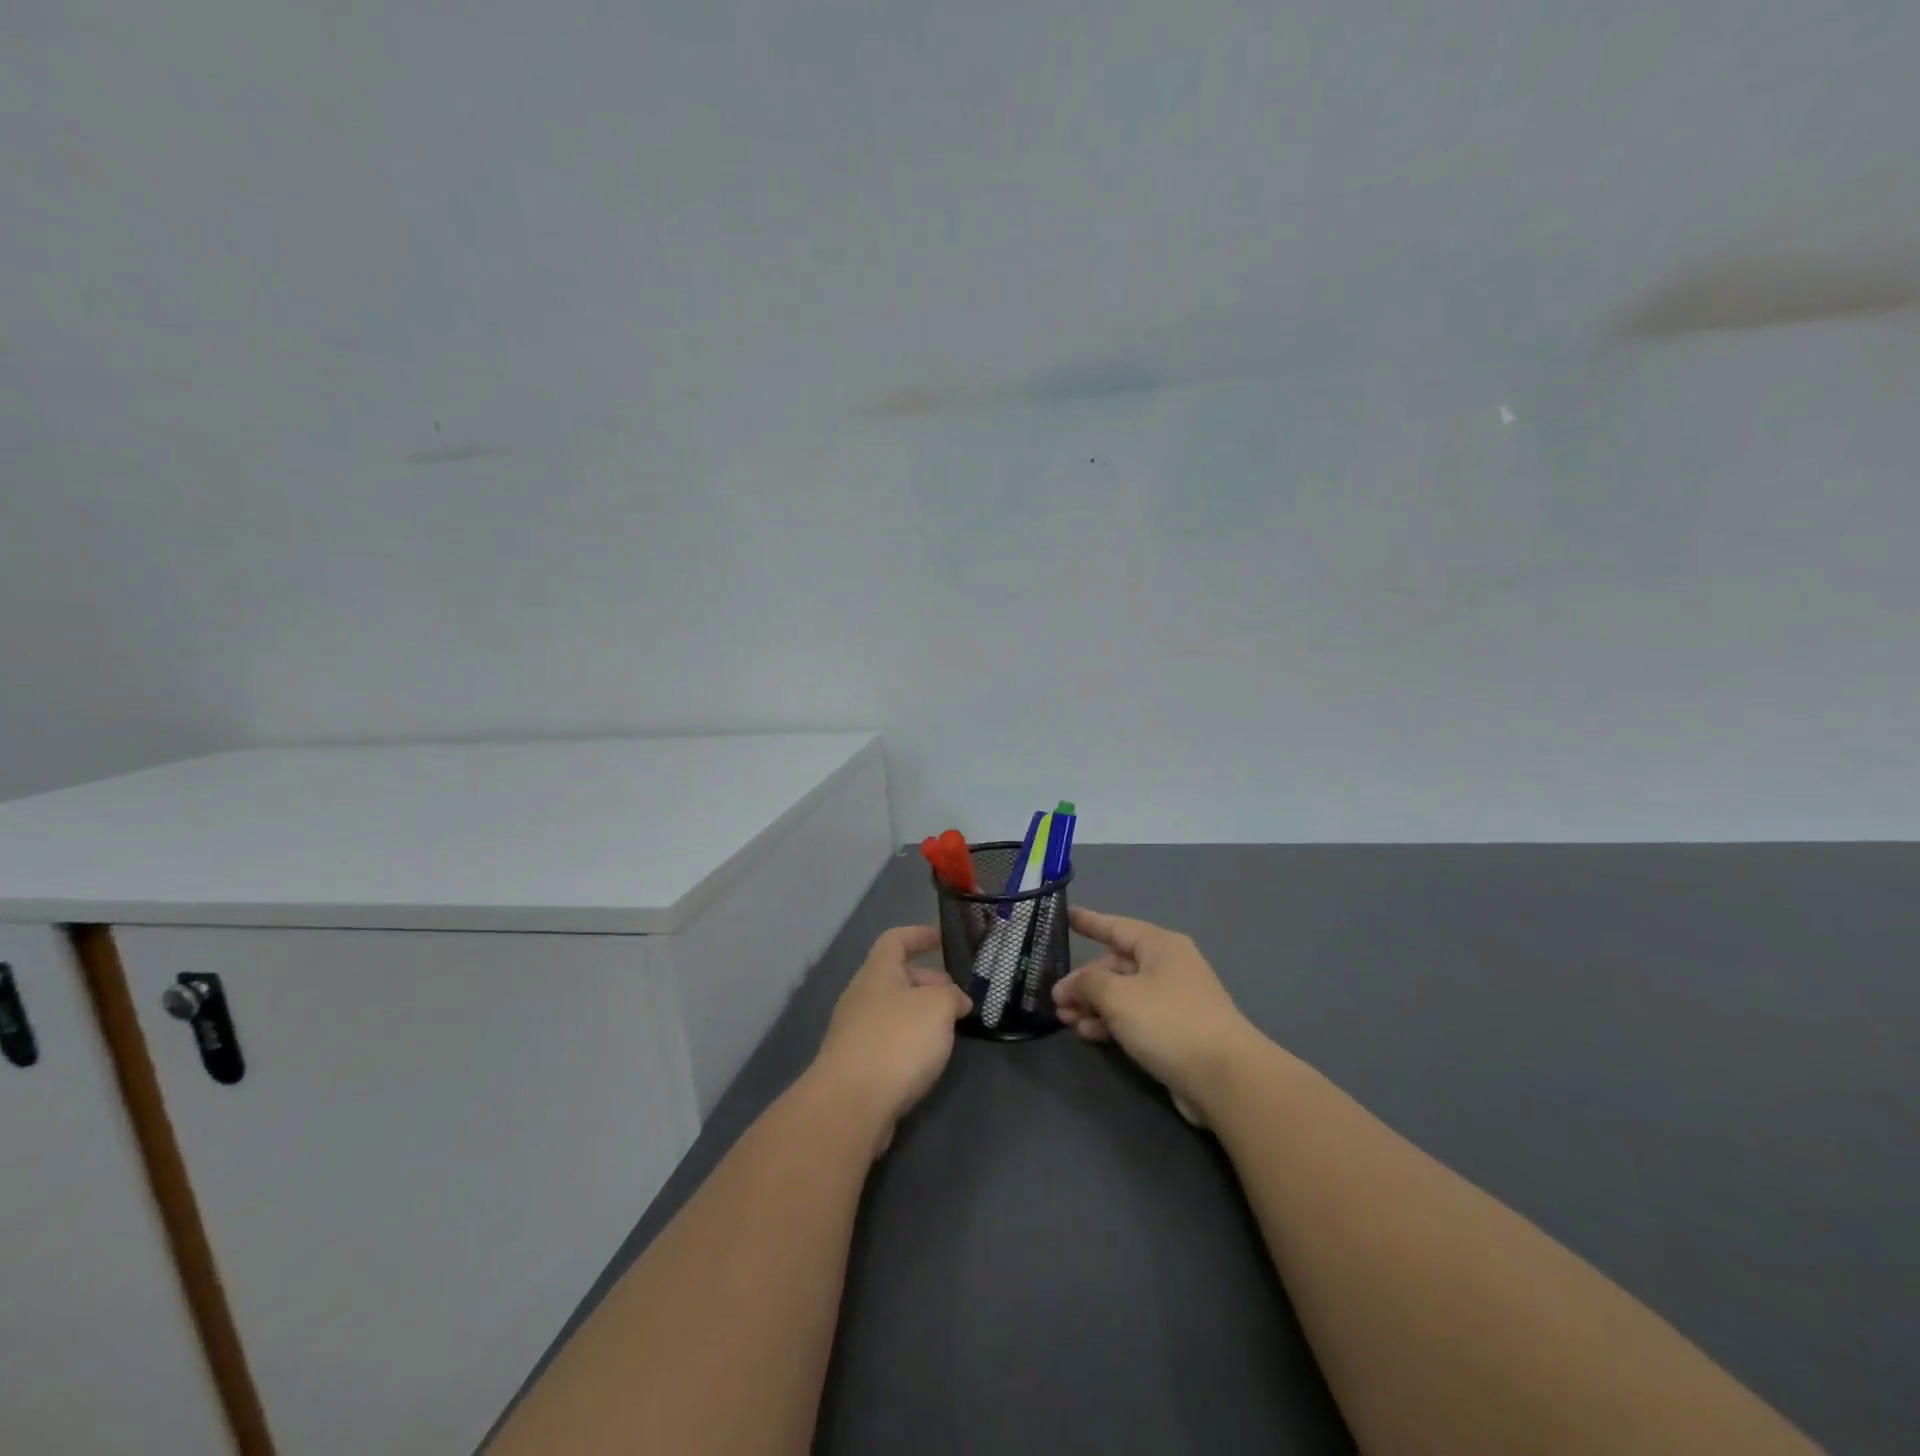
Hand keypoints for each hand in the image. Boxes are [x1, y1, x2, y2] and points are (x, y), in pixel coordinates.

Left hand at [812, 925, 971, 1155]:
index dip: (920, 935)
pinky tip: (926, 1059)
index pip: (896, 939)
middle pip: (895, 976)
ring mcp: (853, 1031)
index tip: (942, 939)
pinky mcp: (854, 1064)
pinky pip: (886, 1039)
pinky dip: (908, 1041)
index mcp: (877, 971)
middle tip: (956, 996)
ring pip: (892, 1010)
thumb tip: (956, 1000)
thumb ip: (952, 995)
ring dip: (920, 1013)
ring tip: (948, 1029)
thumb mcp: (938, 1007)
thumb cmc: (897, 1041)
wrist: (850, 1103)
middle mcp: (861, 995)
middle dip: (927, 981)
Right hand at [1053, 906, 1264, 1125]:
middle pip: (1117, 965)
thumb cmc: (1168, 1021)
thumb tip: (1070, 985)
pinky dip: (1111, 1022)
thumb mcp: (1117, 996)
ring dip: (1093, 1005)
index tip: (1064, 916)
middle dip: (1084, 980)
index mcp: (1159, 945)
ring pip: (1123, 994)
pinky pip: (1134, 1018)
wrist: (1225, 1078)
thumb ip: (1087, 983)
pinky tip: (1088, 1034)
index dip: (1088, 921)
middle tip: (1055, 997)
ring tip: (1064, 1020)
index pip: (1115, 926)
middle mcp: (1168, 967)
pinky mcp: (1176, 1032)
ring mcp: (1174, 1000)